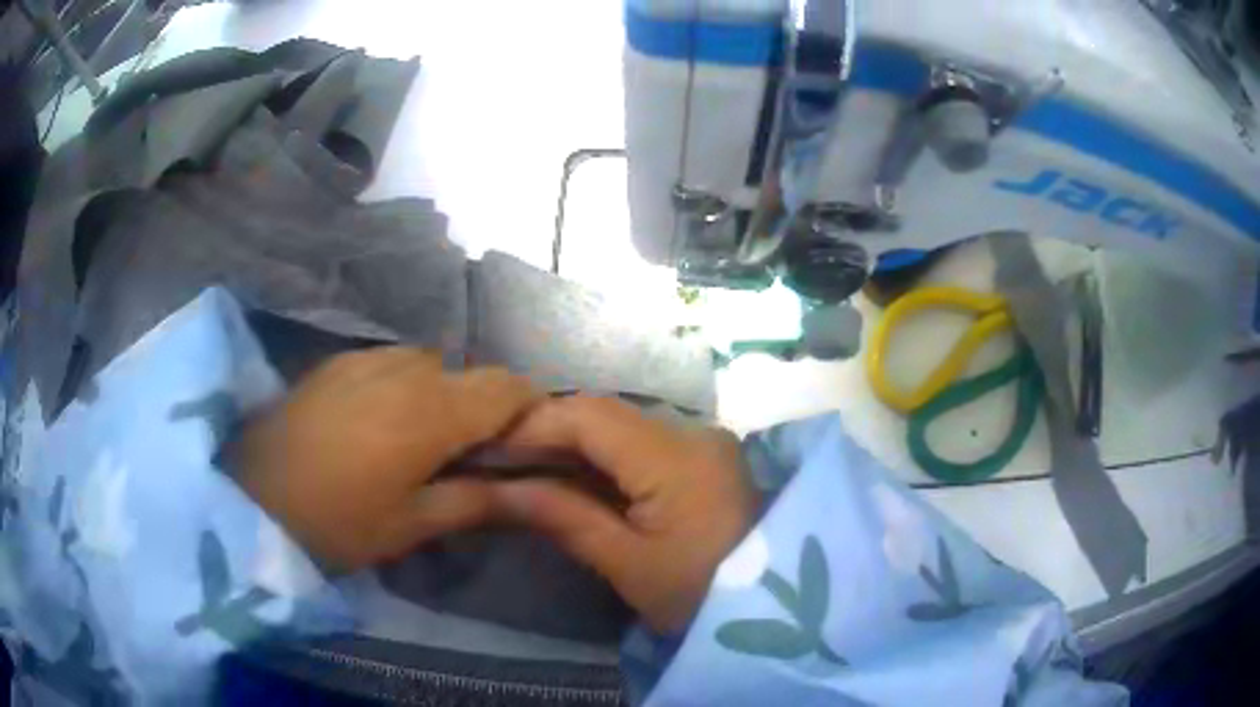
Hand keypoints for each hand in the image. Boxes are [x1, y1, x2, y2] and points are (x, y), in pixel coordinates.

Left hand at [237, 348, 538, 572]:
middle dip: (477, 410)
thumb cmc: (336, 524)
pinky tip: (371, 425)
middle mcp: (405, 369)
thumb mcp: (410, 525)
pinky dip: (400, 387)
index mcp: (432, 411)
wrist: (249, 499)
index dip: (527, 411)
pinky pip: (388, 364)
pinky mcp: (334, 362)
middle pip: (468, 374)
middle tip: (459, 458)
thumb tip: (522, 488)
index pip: (508, 386)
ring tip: (412, 441)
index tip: (518, 447)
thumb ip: (473, 500)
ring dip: (436, 396)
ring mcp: (364, 358)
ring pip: (427, 365)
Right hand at [489, 396, 759, 634]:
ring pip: (620, 424)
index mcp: (676, 457)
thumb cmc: (701, 596)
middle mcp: (692, 432)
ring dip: (571, 441)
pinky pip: (640, 442)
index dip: (532, 424)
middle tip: (497, 458)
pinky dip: (601, 455)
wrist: (775, 609)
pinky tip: (570, 474)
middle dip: (546, 430)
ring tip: (522, 466)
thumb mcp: (628, 563)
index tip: (485, 446)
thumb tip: (496, 489)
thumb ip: (562, 516)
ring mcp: (702, 440)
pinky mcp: (703, 456)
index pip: (589, 416)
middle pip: (604, 412)